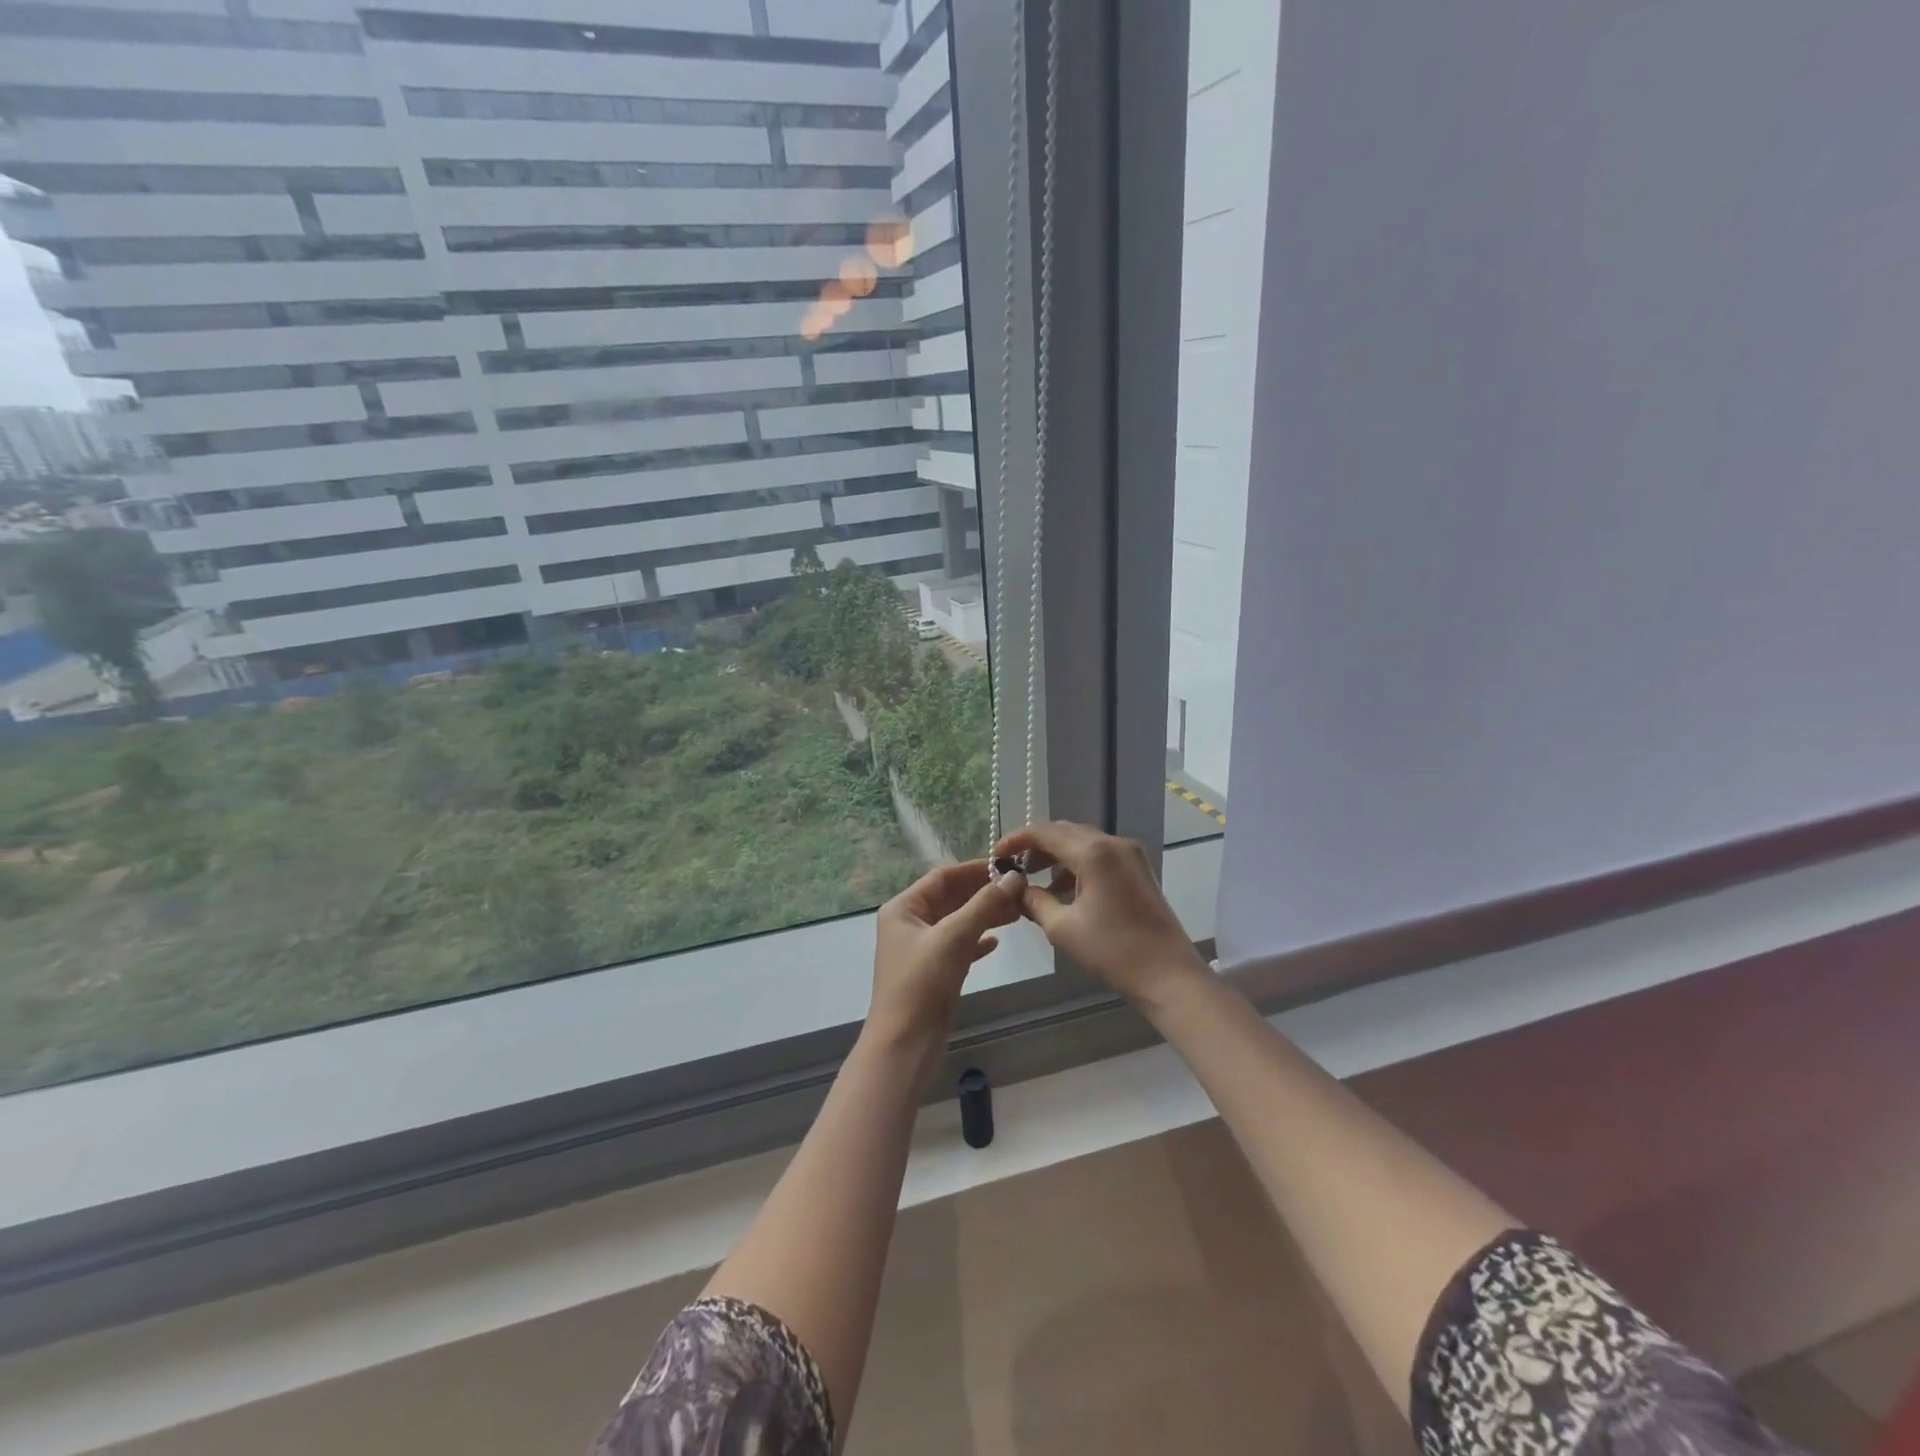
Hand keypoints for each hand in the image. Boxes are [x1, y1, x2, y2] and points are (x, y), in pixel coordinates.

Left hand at [867, 860, 1024, 1068]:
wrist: (905, 1045)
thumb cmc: (922, 983)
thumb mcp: (953, 937)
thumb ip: (984, 905)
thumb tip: (1014, 877)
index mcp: (904, 908)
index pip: (942, 877)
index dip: (974, 870)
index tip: (1009, 867)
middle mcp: (910, 924)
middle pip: (951, 898)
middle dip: (984, 893)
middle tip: (1020, 889)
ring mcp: (922, 949)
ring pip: (958, 922)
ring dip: (985, 915)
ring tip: (1018, 911)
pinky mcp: (934, 972)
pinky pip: (959, 946)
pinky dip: (977, 941)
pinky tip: (997, 942)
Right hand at [993, 822, 1208, 1006]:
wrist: (1169, 976)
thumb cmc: (1112, 951)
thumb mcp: (1062, 928)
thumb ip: (1034, 901)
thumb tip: (1015, 889)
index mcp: (1094, 852)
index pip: (1045, 832)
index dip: (1017, 839)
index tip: (996, 854)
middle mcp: (1114, 843)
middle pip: (1065, 832)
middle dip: (1037, 846)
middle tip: (1013, 866)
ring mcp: (1131, 855)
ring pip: (1084, 842)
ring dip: (1057, 855)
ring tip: (1036, 880)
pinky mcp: (1139, 870)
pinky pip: (1101, 855)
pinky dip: (1078, 864)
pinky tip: (1065, 889)